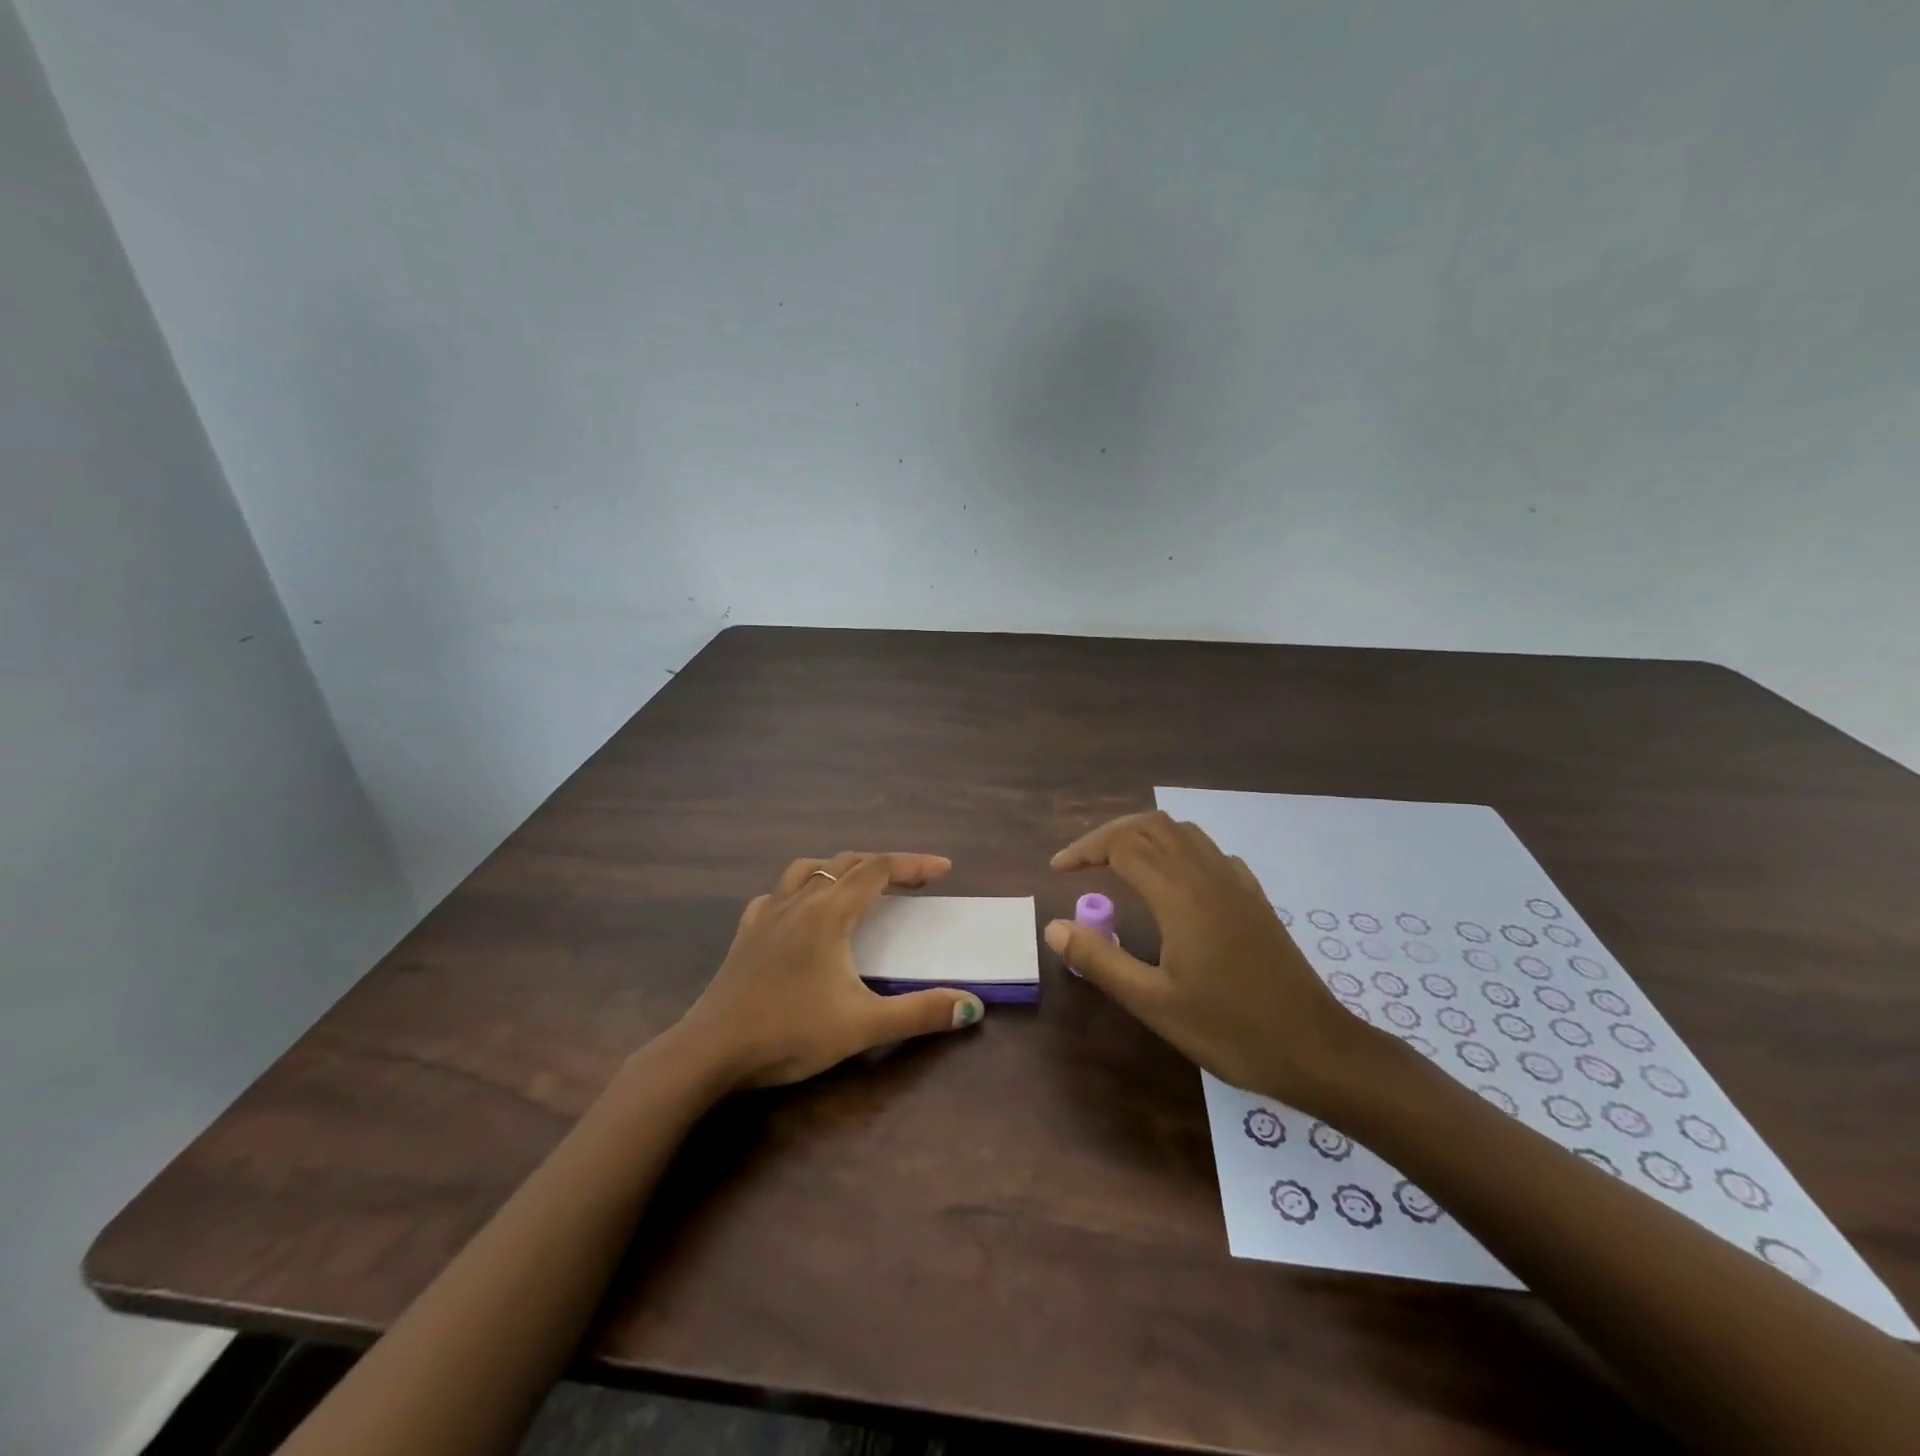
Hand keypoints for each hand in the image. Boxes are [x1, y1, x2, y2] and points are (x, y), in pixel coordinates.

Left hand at [672, 851, 984, 1088]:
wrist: (711, 1051)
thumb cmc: (790, 1033)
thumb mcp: (863, 1026)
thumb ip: (920, 1013)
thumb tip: (972, 1005)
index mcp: (829, 912)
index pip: (879, 869)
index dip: (914, 864)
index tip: (944, 869)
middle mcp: (799, 901)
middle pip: (848, 863)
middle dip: (886, 865)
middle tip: (915, 881)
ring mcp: (767, 914)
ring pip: (809, 869)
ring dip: (841, 868)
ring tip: (859, 884)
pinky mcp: (746, 933)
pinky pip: (778, 893)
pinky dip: (801, 890)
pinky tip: (801, 911)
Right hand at [1045, 811, 1390, 1110]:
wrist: (1316, 1048)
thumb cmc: (1229, 1029)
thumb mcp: (1153, 1003)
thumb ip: (1100, 960)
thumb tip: (1053, 927)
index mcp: (1179, 893)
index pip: (1122, 845)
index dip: (1084, 850)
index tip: (1058, 871)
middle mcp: (1207, 874)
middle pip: (1151, 826)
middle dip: (1109, 835)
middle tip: (1081, 863)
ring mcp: (1235, 882)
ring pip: (1182, 832)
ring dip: (1143, 836)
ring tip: (1118, 863)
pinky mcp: (1254, 898)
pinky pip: (1209, 852)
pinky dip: (1177, 849)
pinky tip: (1173, 881)